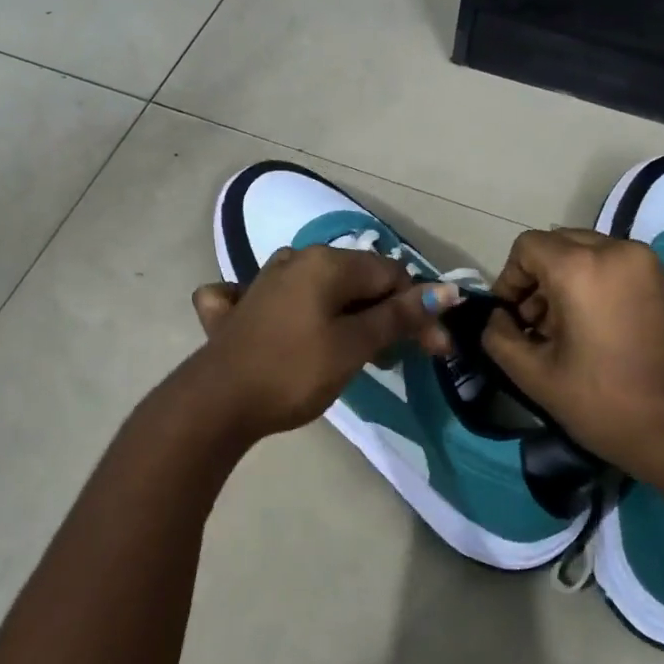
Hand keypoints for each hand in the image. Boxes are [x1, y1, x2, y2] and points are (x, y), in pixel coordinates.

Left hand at [187, 247, 459, 439]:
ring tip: (360, 357)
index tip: (434, 351)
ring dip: (349, 318)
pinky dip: (299, 315)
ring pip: (323, 291)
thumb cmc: (294, 372)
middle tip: (397, 360)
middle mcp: (296, 260)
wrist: (217, 403)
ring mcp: (264, 281)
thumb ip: (398, 316)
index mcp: (326, 263)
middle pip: (358, 280)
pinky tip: (292, 330)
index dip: (419, 310)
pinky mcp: (242, 307)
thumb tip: (446, 290)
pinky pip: (281, 301)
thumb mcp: (354, 345)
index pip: (391, 274)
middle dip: (386, 316)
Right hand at [480, 228, 663, 472]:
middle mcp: (616, 251)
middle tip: (532, 324)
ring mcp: (645, 263)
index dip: (508, 279)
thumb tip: (498, 318)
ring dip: (562, 280)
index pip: (527, 247)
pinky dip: (591, 282)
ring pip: (585, 252)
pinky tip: (589, 326)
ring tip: (560, 329)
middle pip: (557, 244)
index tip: (509, 317)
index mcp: (582, 268)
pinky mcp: (662, 280)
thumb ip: (499, 336)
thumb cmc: (602, 402)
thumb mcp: (533, 375)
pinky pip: (612, 264)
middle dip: (535, 278)